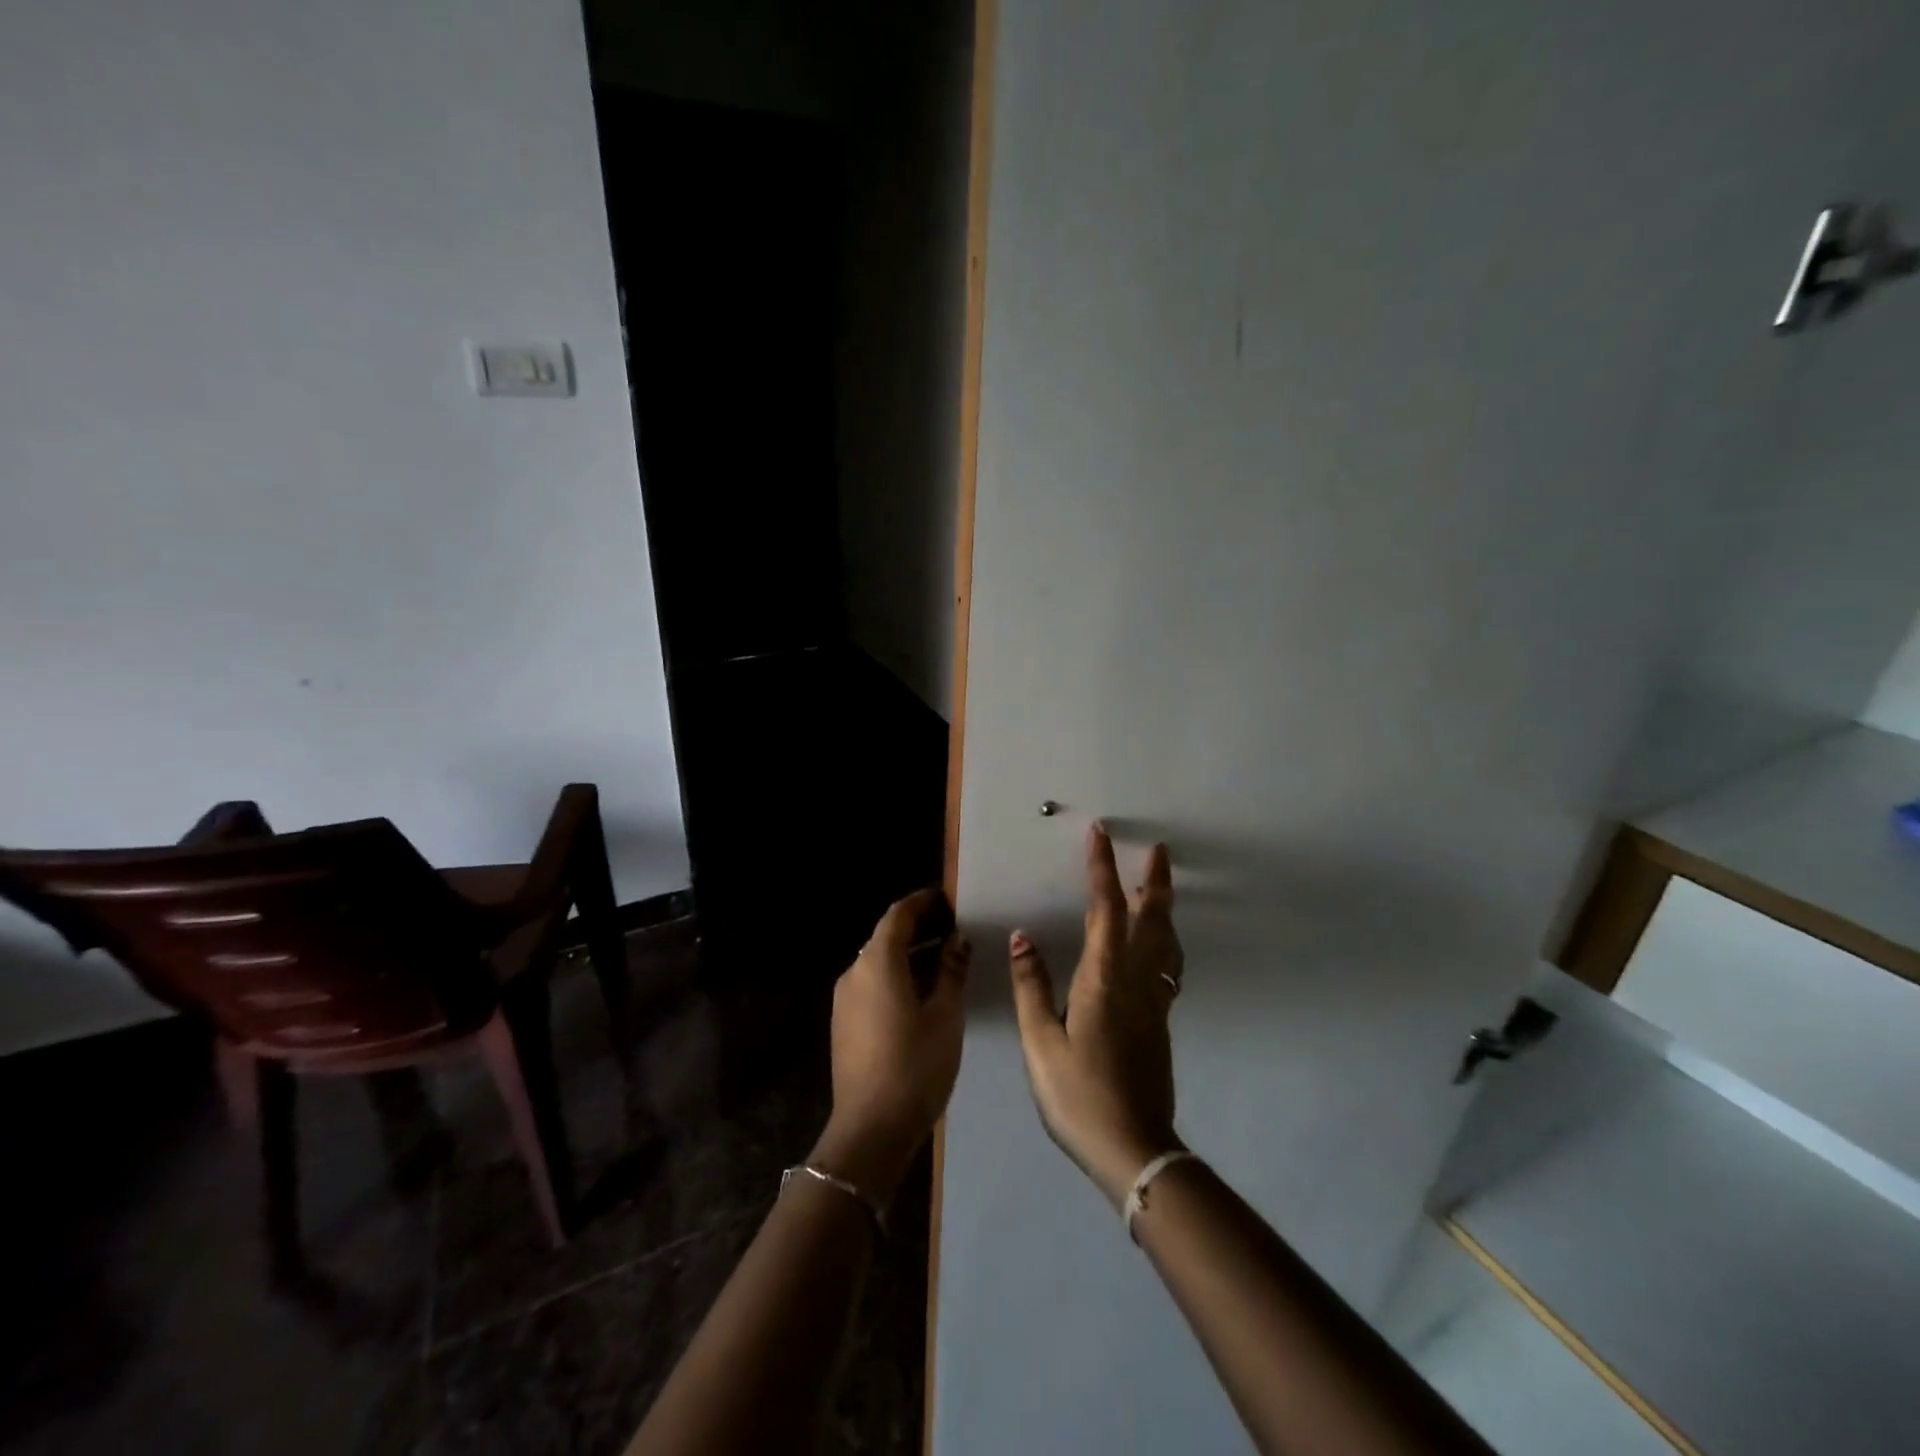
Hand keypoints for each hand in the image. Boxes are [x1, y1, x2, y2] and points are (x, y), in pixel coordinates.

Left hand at [812, 888, 970, 1204]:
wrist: (871, 1128)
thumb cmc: (915, 1065)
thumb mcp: (946, 1015)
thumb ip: (952, 970)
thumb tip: (957, 940)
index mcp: (877, 963)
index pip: (898, 915)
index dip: (923, 903)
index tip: (948, 900)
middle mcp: (854, 972)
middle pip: (886, 937)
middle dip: (919, 929)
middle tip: (954, 930)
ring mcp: (844, 1000)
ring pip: (879, 962)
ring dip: (909, 955)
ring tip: (945, 961)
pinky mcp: (844, 1023)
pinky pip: (872, 985)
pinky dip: (896, 977)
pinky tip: (922, 993)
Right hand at [1009, 825, 1183, 1205]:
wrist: (1133, 1147)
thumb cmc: (1078, 1094)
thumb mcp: (1041, 1042)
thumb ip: (1032, 985)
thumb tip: (1023, 937)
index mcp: (1104, 977)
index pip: (1105, 908)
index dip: (1103, 869)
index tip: (1101, 835)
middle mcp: (1135, 979)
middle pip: (1152, 918)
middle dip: (1154, 880)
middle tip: (1159, 849)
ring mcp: (1153, 1000)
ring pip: (1166, 940)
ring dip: (1164, 906)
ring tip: (1159, 885)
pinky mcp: (1159, 1020)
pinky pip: (1167, 963)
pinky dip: (1165, 939)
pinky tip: (1158, 945)